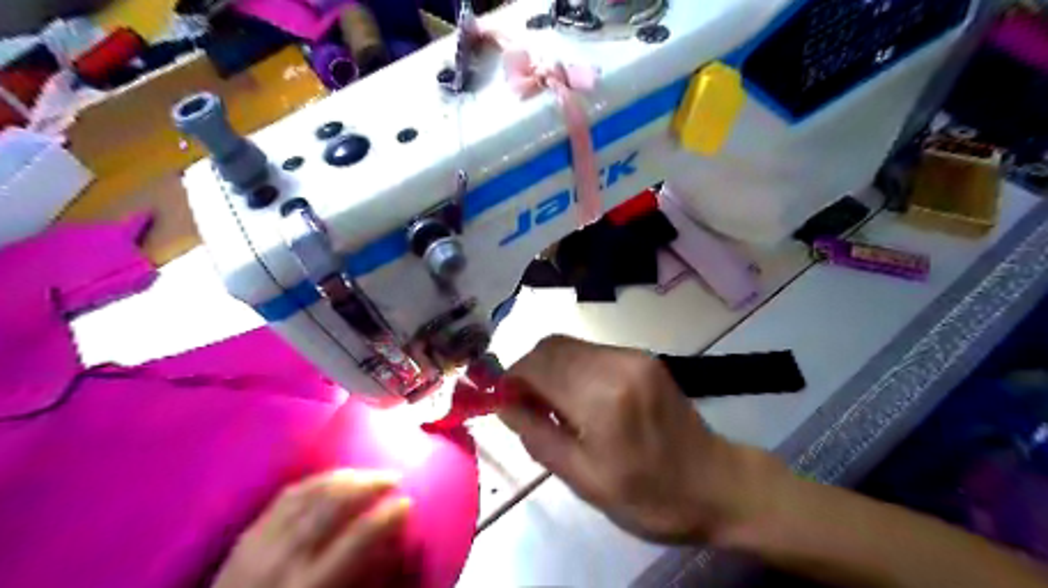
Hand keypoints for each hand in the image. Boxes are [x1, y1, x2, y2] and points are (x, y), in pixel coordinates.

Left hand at [212, 468, 409, 587]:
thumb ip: (355, 579)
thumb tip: (385, 547)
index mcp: (309, 586)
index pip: (358, 537)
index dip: (388, 516)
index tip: (408, 502)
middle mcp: (285, 558)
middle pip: (335, 504)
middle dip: (370, 484)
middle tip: (394, 476)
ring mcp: (262, 542)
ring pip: (311, 493)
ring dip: (346, 476)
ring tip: (368, 472)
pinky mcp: (247, 535)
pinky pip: (286, 496)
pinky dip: (315, 481)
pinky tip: (331, 477)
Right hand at [496, 334, 785, 541]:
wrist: (717, 484)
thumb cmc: (649, 496)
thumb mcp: (584, 480)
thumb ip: (538, 436)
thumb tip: (503, 403)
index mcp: (602, 398)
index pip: (537, 366)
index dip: (511, 378)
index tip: (503, 401)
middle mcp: (617, 363)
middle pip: (551, 345)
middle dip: (528, 370)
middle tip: (525, 404)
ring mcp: (633, 355)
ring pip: (570, 345)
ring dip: (549, 368)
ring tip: (552, 404)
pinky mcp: (643, 356)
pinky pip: (591, 352)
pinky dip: (572, 368)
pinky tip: (578, 397)